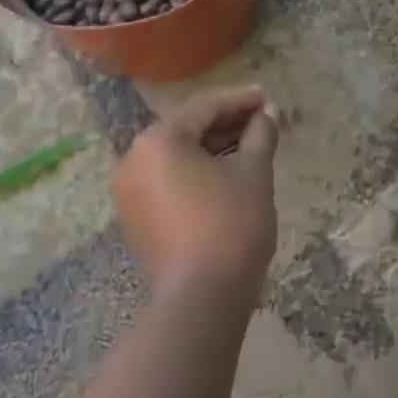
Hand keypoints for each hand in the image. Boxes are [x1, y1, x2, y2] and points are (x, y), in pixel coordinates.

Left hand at [113, 86, 279, 307]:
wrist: (201, 300)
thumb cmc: (231, 225)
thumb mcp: (254, 172)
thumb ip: (259, 135)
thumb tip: (265, 116)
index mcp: (158, 141)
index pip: (204, 108)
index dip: (239, 100)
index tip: (267, 98)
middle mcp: (134, 160)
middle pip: (186, 129)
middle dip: (226, 123)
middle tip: (261, 120)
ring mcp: (130, 191)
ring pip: (177, 155)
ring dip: (213, 147)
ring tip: (250, 145)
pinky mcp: (136, 217)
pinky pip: (169, 179)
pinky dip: (197, 171)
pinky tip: (227, 172)